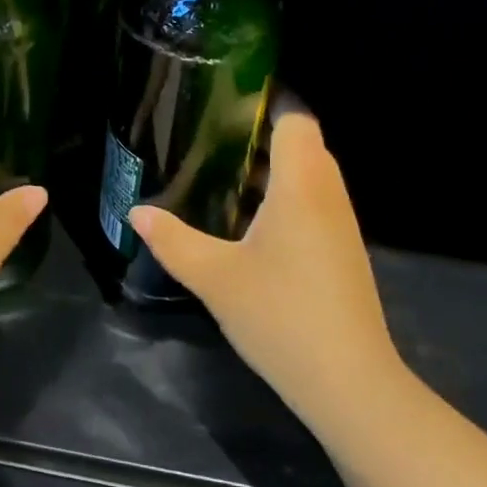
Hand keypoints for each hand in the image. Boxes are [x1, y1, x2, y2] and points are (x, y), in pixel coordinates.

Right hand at [130, 113, 405, 436]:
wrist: (349, 383)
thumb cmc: (281, 315)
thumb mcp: (215, 277)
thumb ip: (173, 240)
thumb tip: (137, 212)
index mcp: (301, 185)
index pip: (296, 119)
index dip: (265, 103)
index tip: (224, 104)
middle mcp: (328, 195)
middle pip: (304, 143)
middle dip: (261, 135)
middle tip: (212, 140)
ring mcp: (342, 225)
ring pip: (311, 175)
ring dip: (273, 169)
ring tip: (224, 175)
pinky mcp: (343, 252)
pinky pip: (315, 203)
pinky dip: (286, 197)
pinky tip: (250, 222)